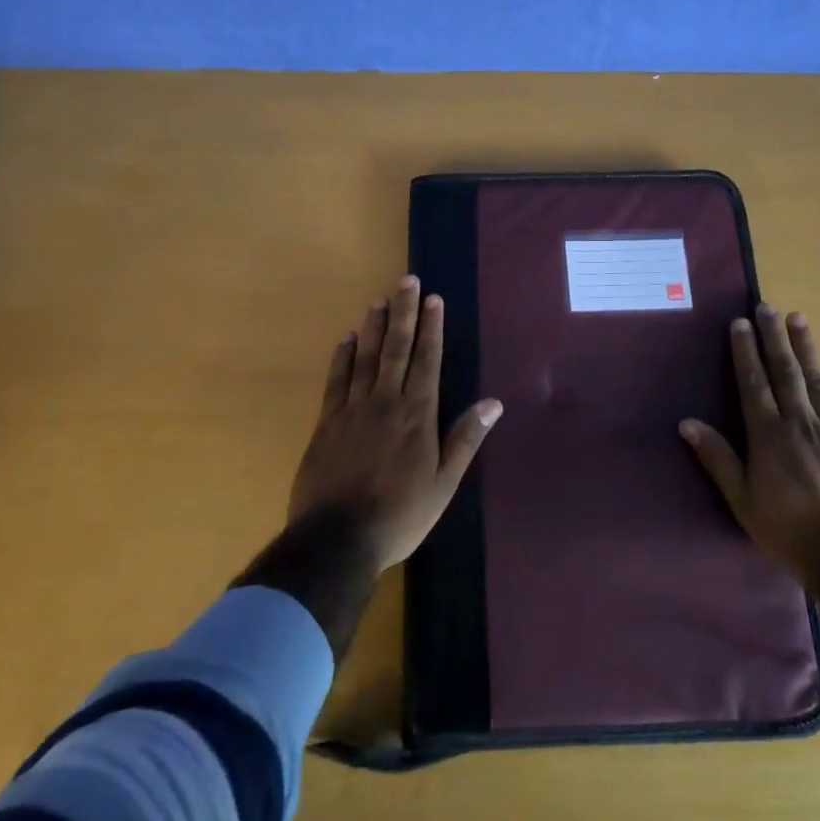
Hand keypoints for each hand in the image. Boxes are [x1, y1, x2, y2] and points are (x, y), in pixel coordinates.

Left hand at [287, 275, 503, 572]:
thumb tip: (493, 403)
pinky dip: (342, 357)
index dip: (431, 328)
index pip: (427, 361)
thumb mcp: (443, 484)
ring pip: (366, 357)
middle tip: (407, 281)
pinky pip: (336, 380)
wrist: (337, 539)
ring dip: (374, 327)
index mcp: (417, 415)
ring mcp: (352, 410)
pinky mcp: (326, 423)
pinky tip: (346, 339)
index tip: (433, 299)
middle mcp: (386, 402)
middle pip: (396, 349)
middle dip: (404, 313)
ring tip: (379, 299)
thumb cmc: (400, 515)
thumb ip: (465, 439)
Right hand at [681, 306, 819, 596]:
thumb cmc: (791, 534)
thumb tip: (686, 423)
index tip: (740, 323)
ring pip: (818, 381)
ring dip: (806, 348)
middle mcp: (801, 424)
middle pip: (785, 373)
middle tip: (767, 307)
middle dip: (774, 338)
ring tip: (798, 318)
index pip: (753, 384)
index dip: (745, 352)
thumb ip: (718, 459)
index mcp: (769, 436)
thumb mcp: (743, 502)